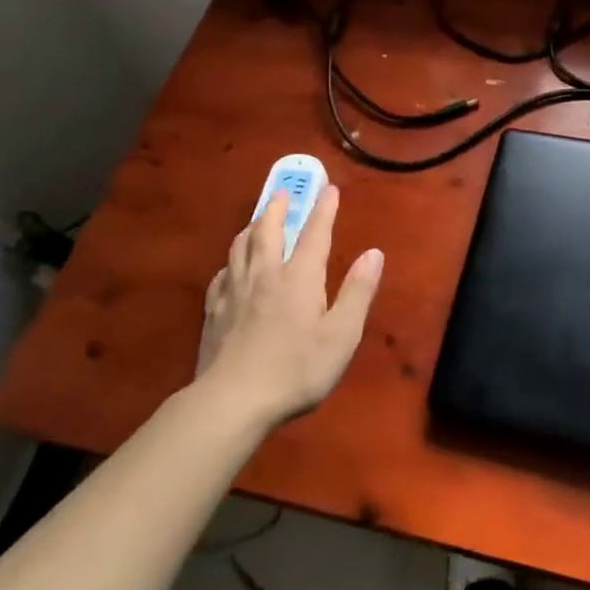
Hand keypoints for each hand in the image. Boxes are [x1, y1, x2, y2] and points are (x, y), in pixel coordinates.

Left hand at [196, 185, 383, 425]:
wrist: (232, 401)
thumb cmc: (296, 369)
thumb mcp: (341, 335)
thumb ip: (358, 292)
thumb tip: (374, 253)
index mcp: (299, 277)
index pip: (314, 233)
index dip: (323, 210)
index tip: (329, 189)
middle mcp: (265, 274)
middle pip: (268, 231)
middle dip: (278, 208)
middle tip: (283, 193)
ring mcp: (235, 292)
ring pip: (240, 247)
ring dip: (252, 227)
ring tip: (257, 220)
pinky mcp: (214, 312)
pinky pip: (221, 274)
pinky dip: (230, 262)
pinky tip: (230, 268)